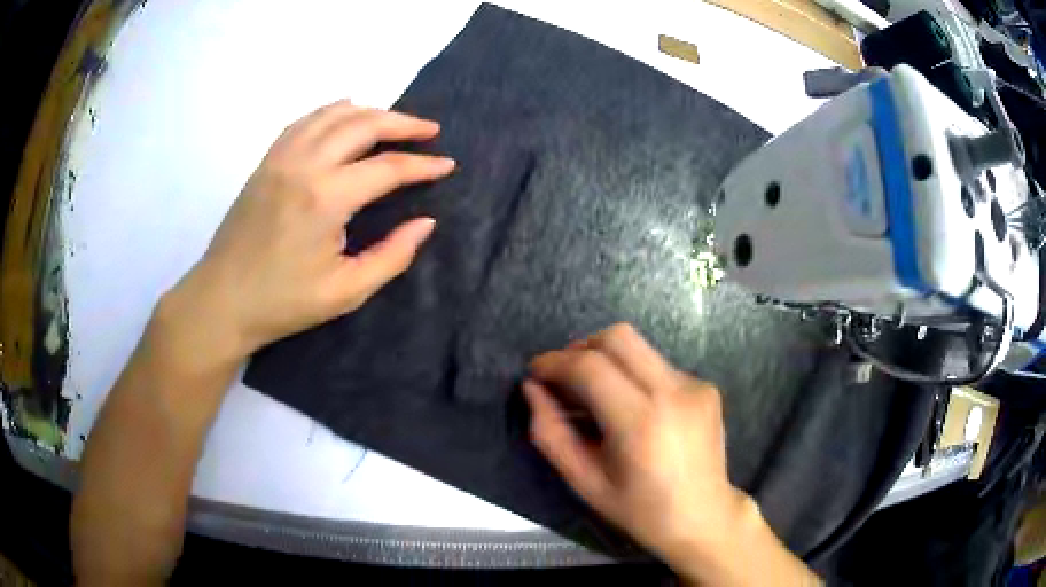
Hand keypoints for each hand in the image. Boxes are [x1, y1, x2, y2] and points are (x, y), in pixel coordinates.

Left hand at [160, 101, 452, 369]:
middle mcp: (304, 164)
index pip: (387, 167)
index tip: (447, 165)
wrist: (222, 300)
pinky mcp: (266, 161)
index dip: (423, 165)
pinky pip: (305, 121)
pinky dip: (331, 112)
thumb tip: (425, 223)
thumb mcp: (346, 292)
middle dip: (402, 123)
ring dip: (369, 112)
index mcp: (326, 198)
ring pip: (333, 114)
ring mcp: (281, 157)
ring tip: (392, 122)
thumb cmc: (283, 302)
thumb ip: (392, 256)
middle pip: (363, 124)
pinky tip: (344, 117)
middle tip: (429, 130)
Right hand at [524, 323, 747, 568]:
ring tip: (595, 395)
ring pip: (639, 347)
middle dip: (581, 348)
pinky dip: (634, 376)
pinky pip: (658, 366)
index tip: (535, 371)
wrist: (703, 517)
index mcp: (641, 423)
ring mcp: (695, 386)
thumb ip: (551, 434)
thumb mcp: (584, 482)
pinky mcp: (705, 387)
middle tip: (563, 376)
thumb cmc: (639, 510)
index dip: (555, 362)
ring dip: (607, 360)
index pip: (590, 366)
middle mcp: (673, 393)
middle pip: (618, 338)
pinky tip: (633, 409)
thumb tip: (532, 389)